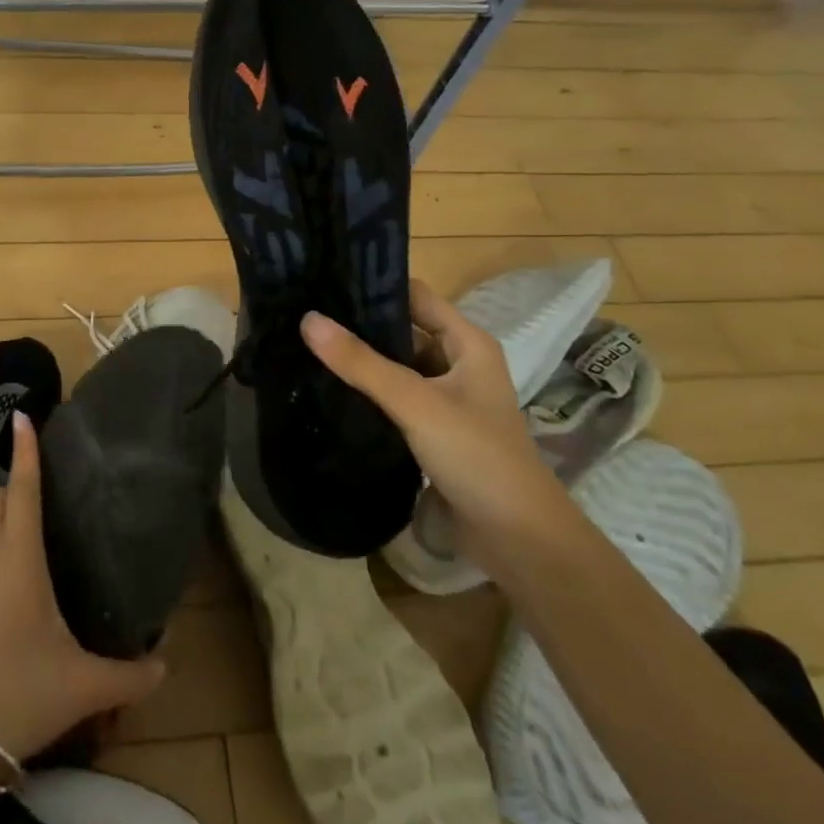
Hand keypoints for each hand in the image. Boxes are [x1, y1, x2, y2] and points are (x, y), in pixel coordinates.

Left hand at [0, 412, 164, 761]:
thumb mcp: (83, 685)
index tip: (22, 416)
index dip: (24, 452)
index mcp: (19, 558)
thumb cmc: (18, 693)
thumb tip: (166, 664)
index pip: (22, 490)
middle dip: (11, 481)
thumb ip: (129, 674)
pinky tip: (3, 572)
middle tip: (40, 483)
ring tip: (22, 520)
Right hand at [301, 279, 568, 546]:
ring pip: (397, 367)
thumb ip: (362, 363)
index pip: (416, 297)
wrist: (518, 542)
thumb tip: (308, 319)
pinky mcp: (433, 431)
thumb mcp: (416, 403)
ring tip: (307, 346)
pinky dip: (368, 393)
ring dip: (362, 361)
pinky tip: (329, 389)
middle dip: (360, 325)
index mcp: (467, 344)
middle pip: (404, 331)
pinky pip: (395, 399)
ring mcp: (446, 400)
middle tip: (305, 314)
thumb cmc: (477, 456)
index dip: (376, 286)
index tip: (326, 281)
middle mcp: (458, 364)